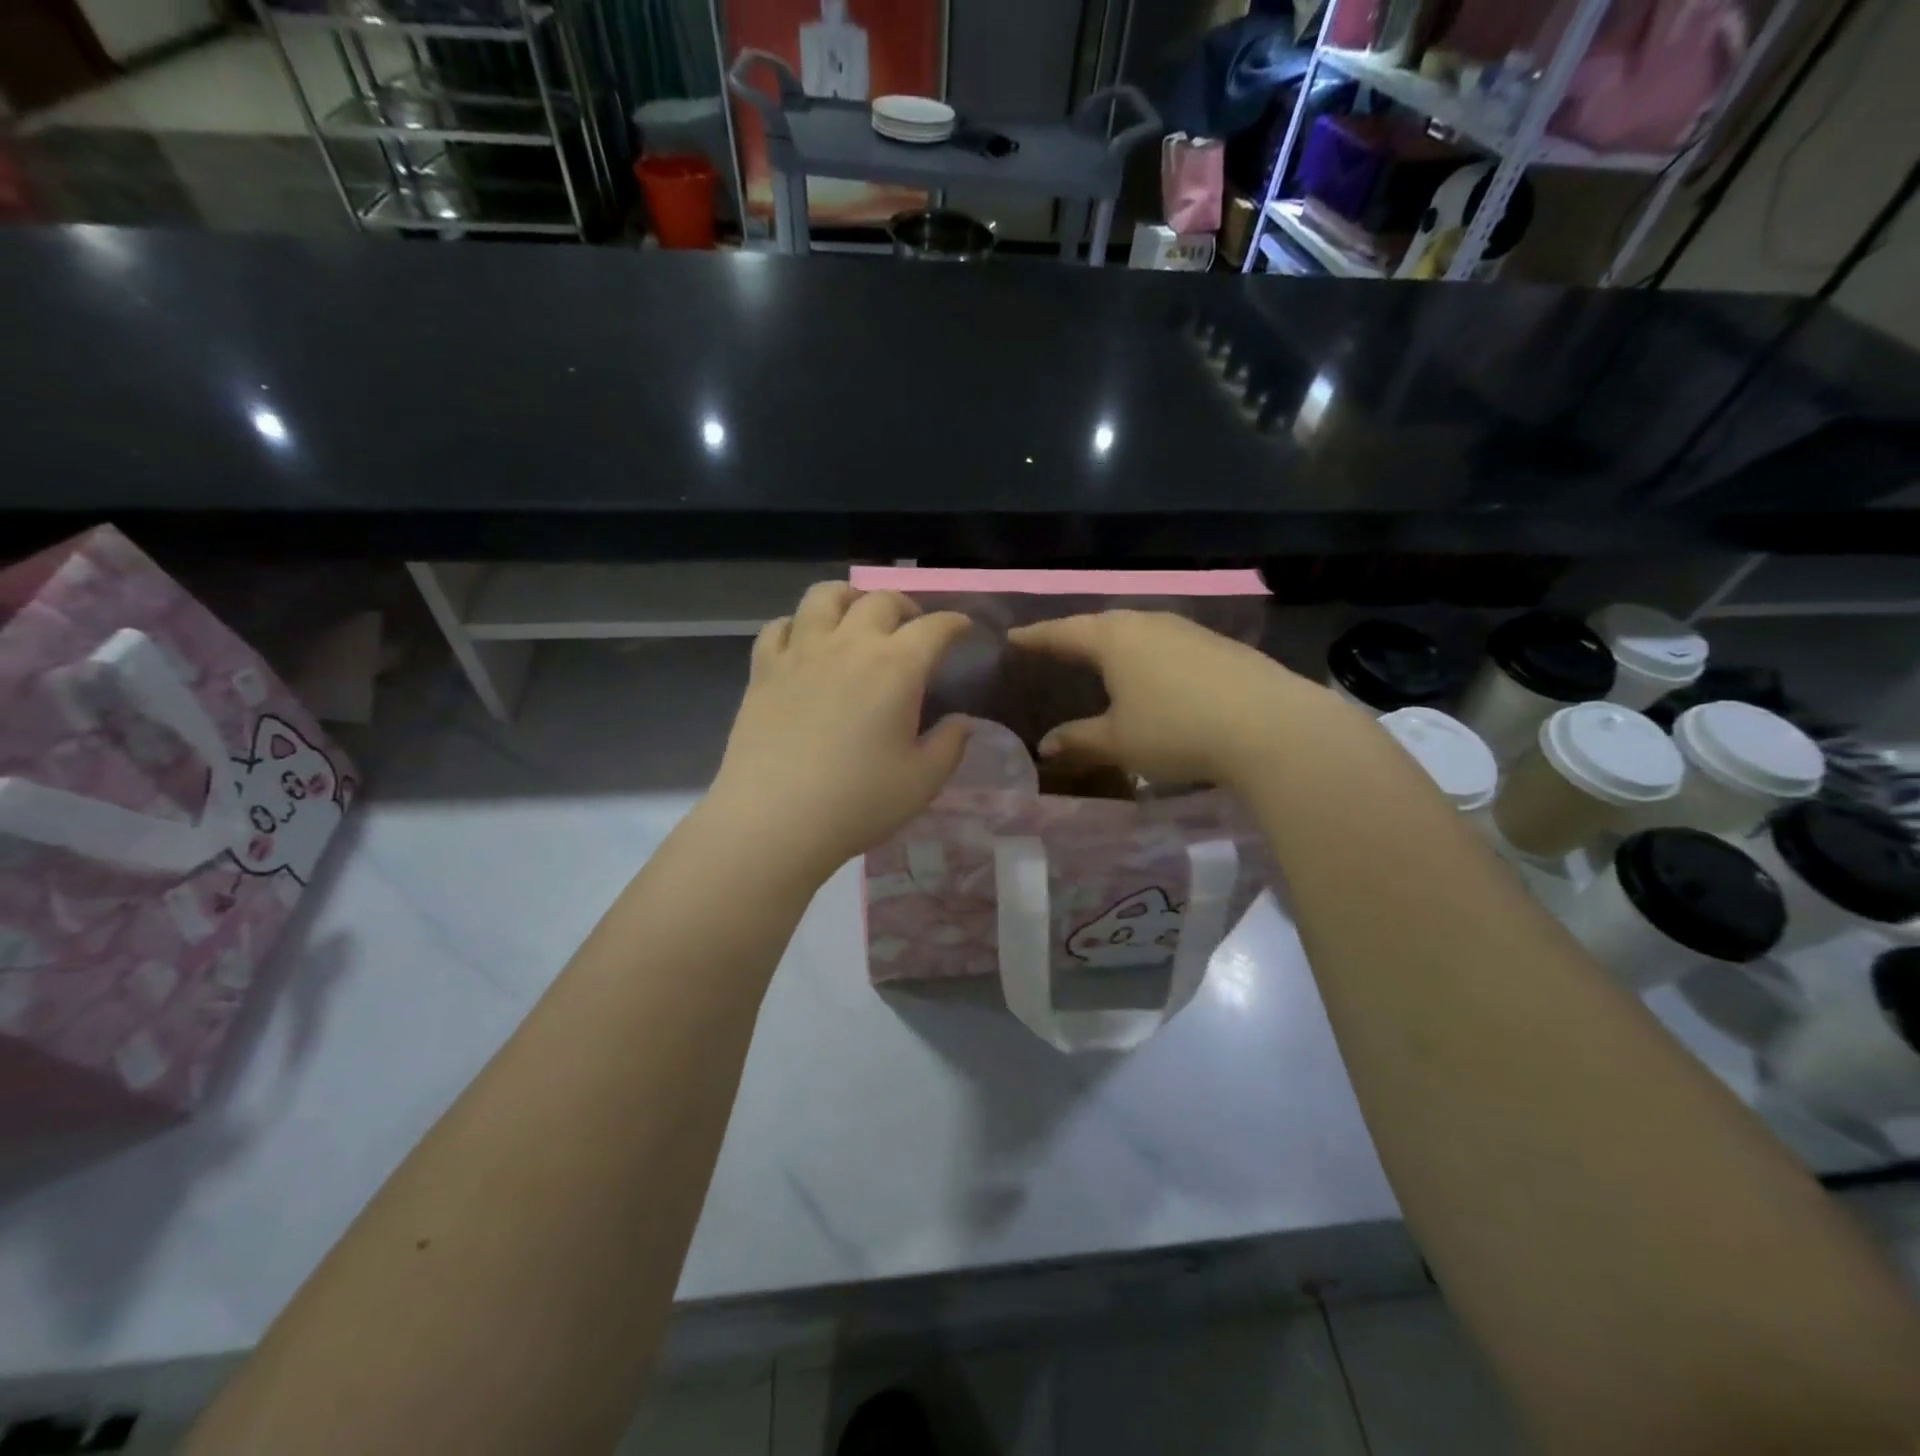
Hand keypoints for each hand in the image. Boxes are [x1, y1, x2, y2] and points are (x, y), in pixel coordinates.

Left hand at [708, 583, 972, 882]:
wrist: (773, 821)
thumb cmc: (858, 803)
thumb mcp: (923, 782)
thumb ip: (950, 745)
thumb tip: (962, 721)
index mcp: (896, 666)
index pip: (935, 627)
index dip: (956, 623)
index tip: (964, 629)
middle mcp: (849, 644)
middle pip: (881, 600)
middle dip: (907, 607)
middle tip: (914, 628)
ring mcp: (801, 652)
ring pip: (826, 596)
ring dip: (850, 598)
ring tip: (857, 617)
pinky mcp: (763, 670)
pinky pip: (779, 626)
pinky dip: (799, 625)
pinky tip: (804, 643)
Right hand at [1008, 610, 1329, 788]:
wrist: (1271, 726)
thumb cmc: (1177, 730)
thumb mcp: (1120, 742)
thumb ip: (1079, 740)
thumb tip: (1045, 746)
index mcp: (1114, 639)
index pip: (1063, 632)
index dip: (1036, 637)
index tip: (1013, 638)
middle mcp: (1148, 623)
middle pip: (1101, 625)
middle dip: (1075, 637)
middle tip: (1055, 648)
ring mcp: (1187, 630)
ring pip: (1138, 631)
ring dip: (1115, 644)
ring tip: (1101, 659)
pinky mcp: (1219, 645)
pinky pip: (1167, 644)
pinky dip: (1148, 655)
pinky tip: (1154, 674)